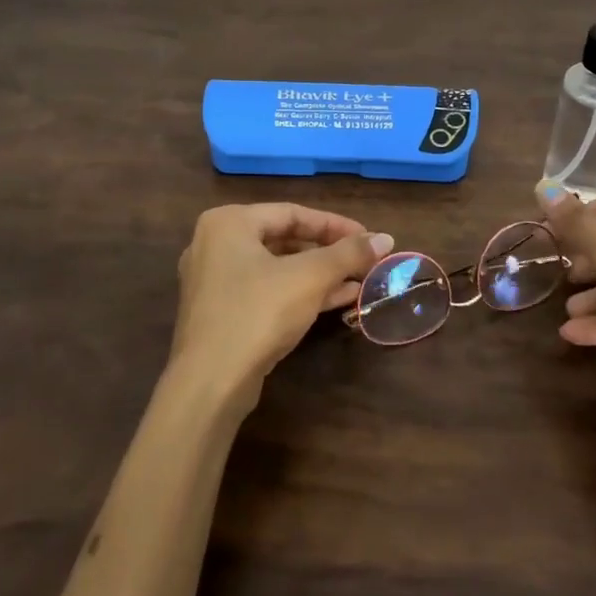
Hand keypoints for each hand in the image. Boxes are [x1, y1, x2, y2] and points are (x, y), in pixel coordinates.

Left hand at [173, 203, 392, 399]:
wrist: (210, 382)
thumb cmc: (258, 313)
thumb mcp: (310, 278)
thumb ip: (348, 253)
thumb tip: (385, 238)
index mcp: (228, 222)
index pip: (292, 213)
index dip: (336, 225)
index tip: (368, 237)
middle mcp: (215, 244)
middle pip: (284, 239)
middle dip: (328, 252)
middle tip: (363, 260)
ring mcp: (214, 281)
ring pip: (277, 268)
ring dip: (319, 275)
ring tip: (359, 281)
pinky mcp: (221, 313)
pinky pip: (266, 291)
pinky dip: (299, 292)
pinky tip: (338, 300)